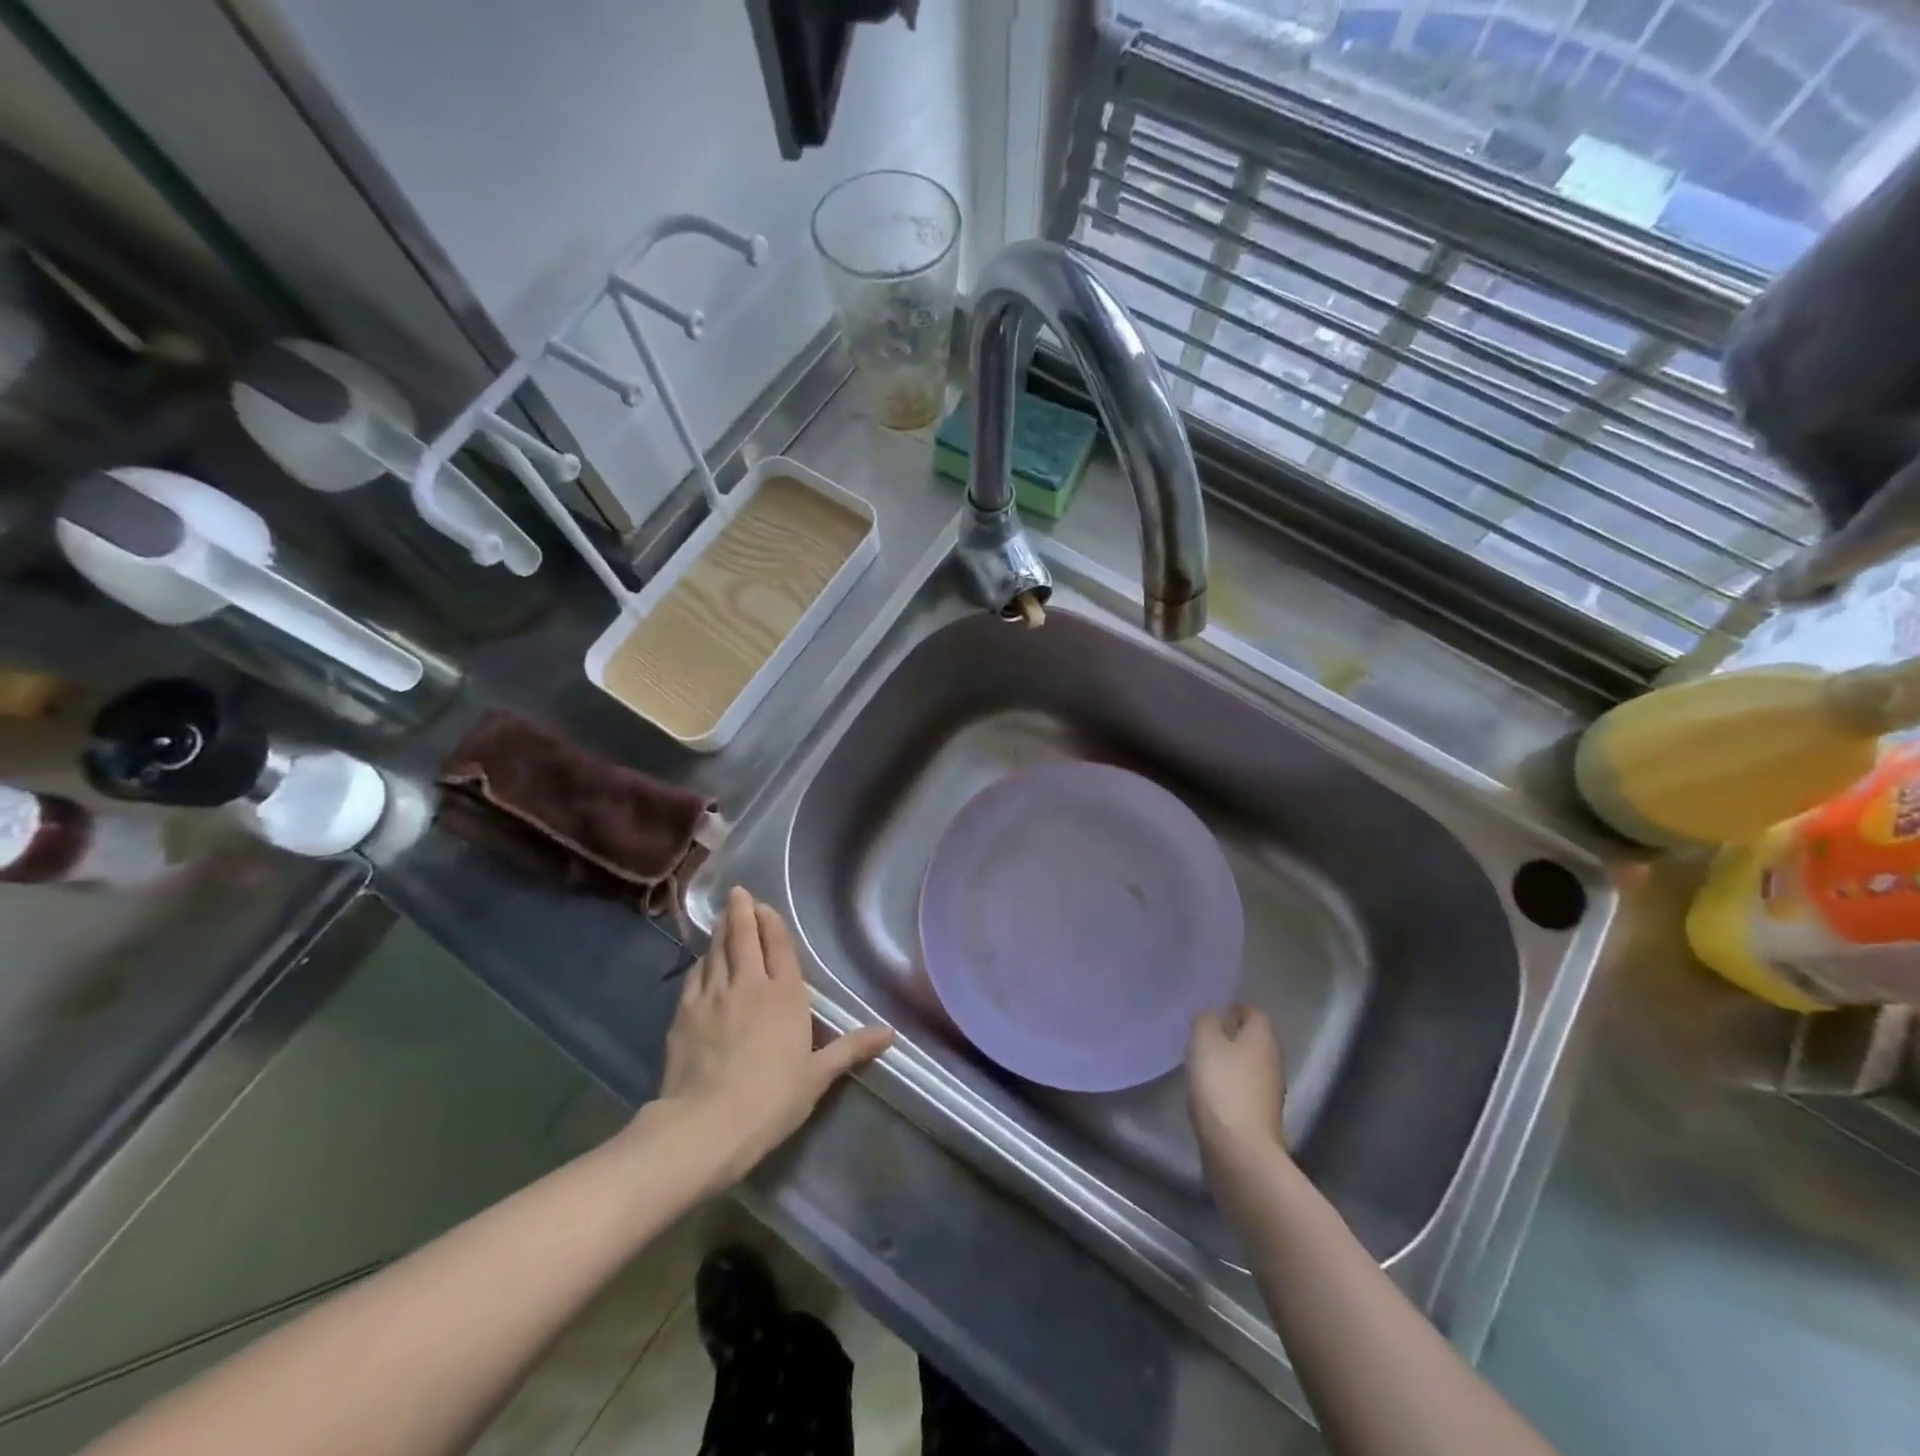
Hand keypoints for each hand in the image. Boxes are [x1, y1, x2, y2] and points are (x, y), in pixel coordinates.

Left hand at [643, 887, 892, 1188]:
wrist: (707, 1124)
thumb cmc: (772, 1099)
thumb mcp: (817, 1076)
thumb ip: (851, 1048)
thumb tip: (890, 1033)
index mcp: (785, 994)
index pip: (778, 946)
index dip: (770, 923)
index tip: (763, 906)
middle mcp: (748, 984)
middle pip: (743, 938)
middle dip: (741, 913)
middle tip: (738, 894)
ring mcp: (712, 996)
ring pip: (716, 952)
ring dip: (719, 932)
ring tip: (720, 918)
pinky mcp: (684, 1014)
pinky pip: (694, 977)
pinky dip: (700, 963)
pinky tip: (701, 961)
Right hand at [1187, 1004, 1286, 1169]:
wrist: (1240, 1151)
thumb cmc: (1222, 1087)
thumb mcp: (1204, 1043)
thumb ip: (1206, 1021)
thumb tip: (1211, 1014)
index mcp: (1262, 1038)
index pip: (1254, 1012)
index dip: (1235, 1007)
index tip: (1214, 1009)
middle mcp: (1273, 1062)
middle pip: (1254, 1040)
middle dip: (1232, 1035)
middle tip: (1204, 1034)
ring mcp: (1270, 1093)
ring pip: (1250, 1066)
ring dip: (1231, 1062)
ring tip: (1203, 1062)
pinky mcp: (1261, 1118)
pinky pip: (1245, 1091)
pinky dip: (1230, 1086)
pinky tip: (1210, 1092)